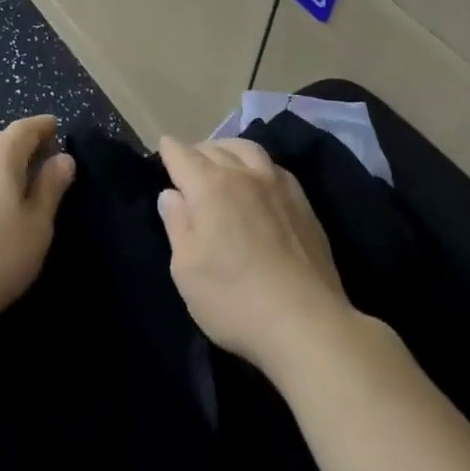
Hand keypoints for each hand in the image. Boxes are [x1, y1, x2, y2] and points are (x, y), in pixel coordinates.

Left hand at [0, 115, 75, 333]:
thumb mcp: (37, 225)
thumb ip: (51, 187)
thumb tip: (63, 158)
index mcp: (0, 155)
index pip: (25, 128)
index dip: (43, 127)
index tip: (57, 128)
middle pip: (1, 141)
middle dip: (24, 145)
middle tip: (44, 159)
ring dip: (2, 166)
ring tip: (20, 185)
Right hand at [156, 136, 355, 376]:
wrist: (305, 322)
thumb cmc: (233, 299)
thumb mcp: (186, 269)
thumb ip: (176, 224)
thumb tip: (171, 194)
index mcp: (209, 186)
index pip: (182, 155)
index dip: (168, 151)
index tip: (163, 150)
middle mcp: (243, 175)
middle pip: (214, 148)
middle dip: (196, 150)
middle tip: (187, 163)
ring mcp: (278, 185)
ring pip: (248, 149)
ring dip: (228, 149)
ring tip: (222, 161)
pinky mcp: (303, 202)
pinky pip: (274, 167)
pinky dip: (256, 164)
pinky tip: (258, 180)